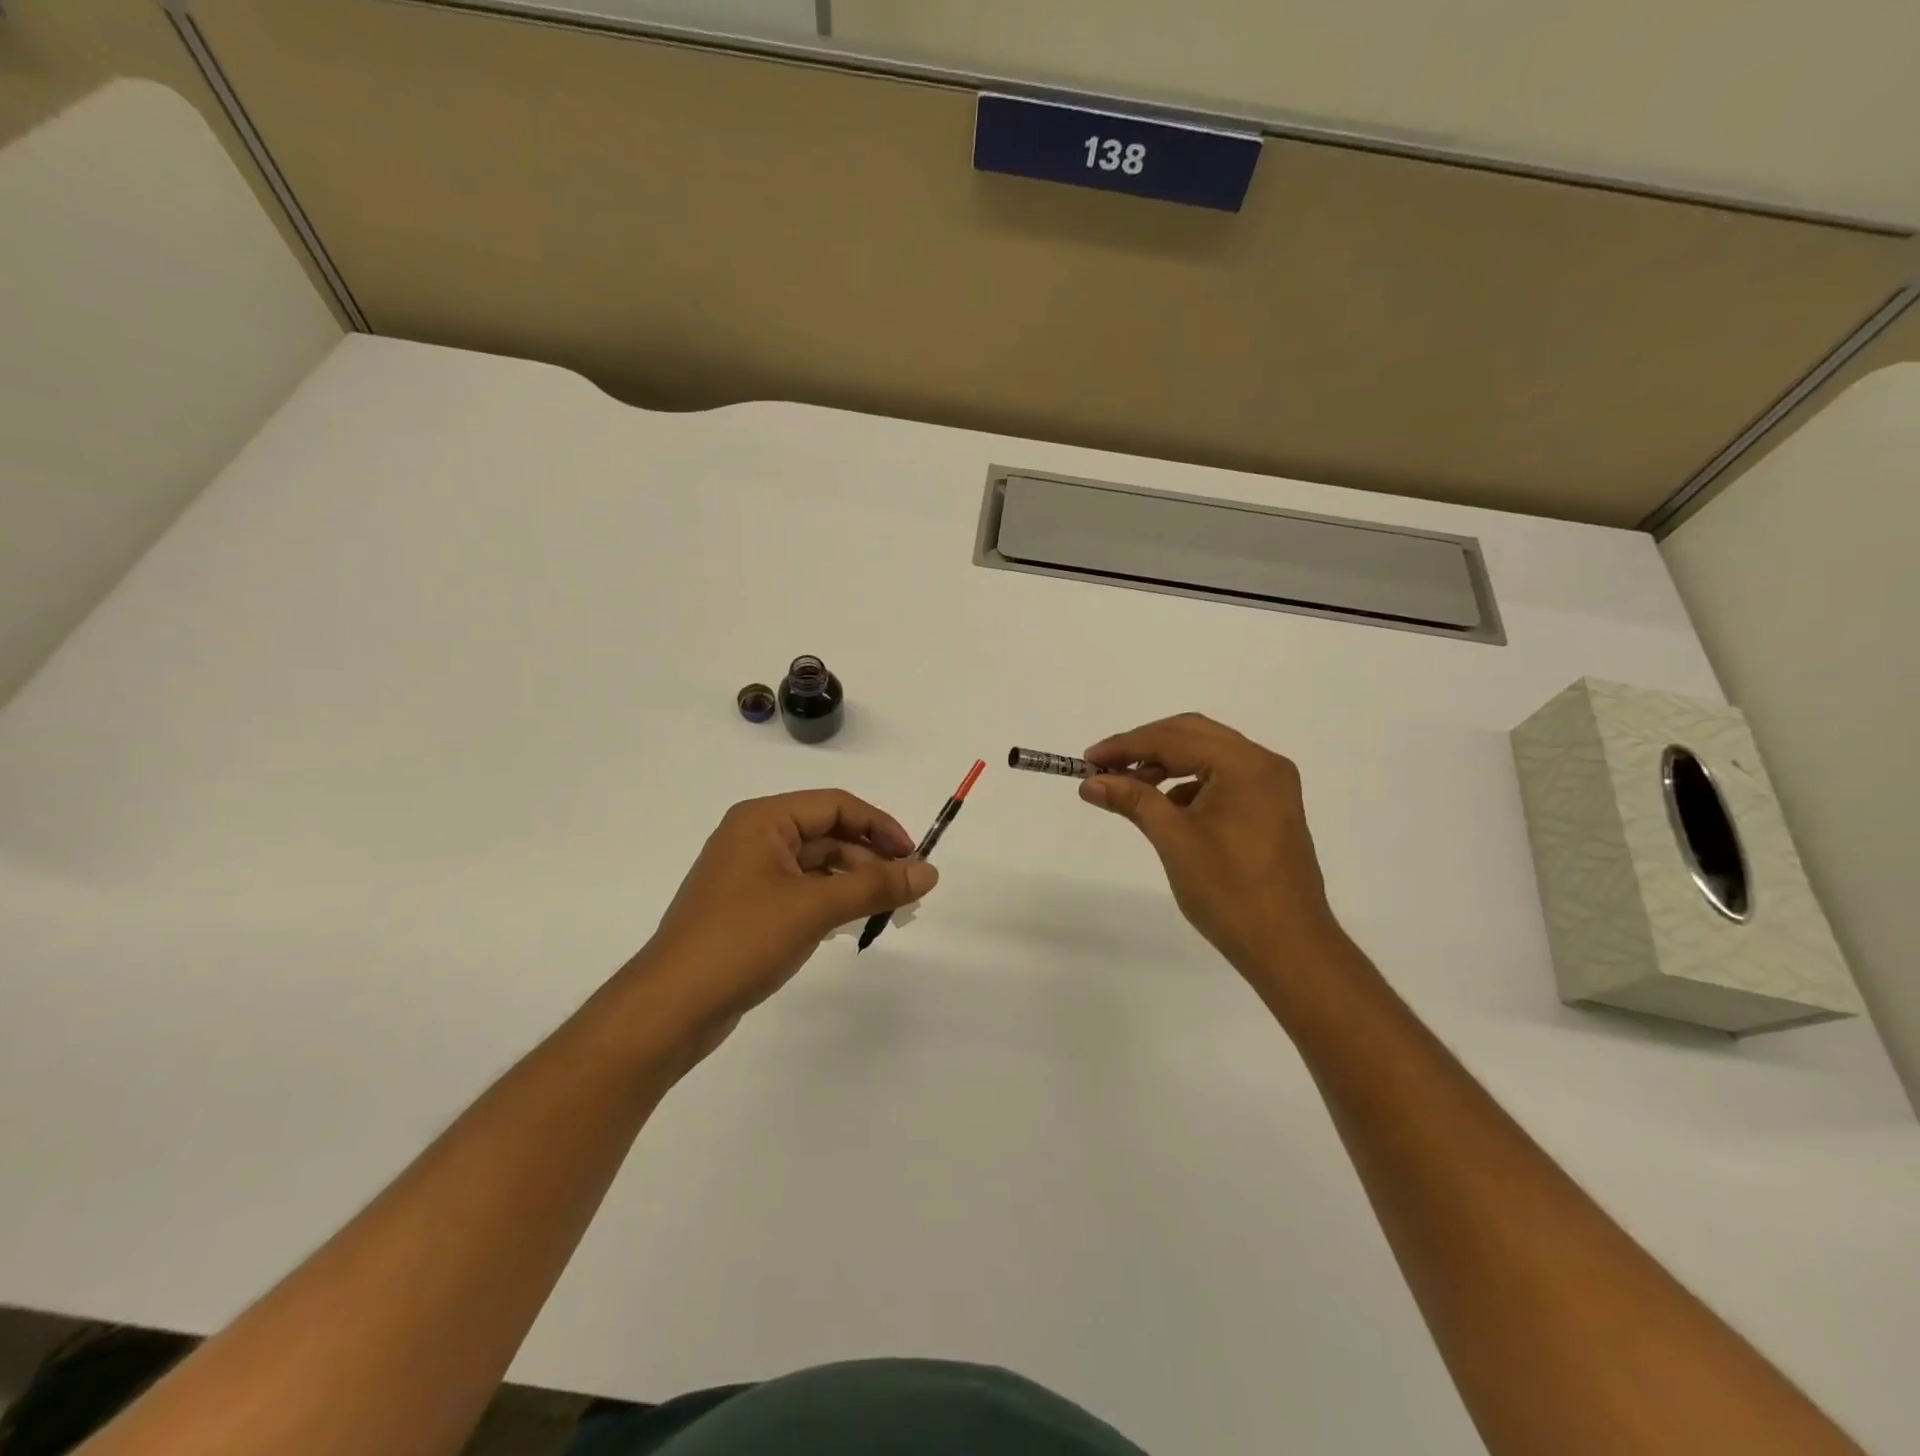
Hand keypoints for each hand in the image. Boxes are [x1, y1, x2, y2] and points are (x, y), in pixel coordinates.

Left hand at [626, 790, 937, 1052]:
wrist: (671, 1007)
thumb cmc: (742, 941)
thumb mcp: (815, 908)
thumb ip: (875, 886)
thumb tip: (929, 871)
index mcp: (763, 820)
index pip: (836, 805)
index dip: (880, 827)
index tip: (914, 858)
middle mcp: (754, 837)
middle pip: (827, 833)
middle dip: (869, 859)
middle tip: (905, 893)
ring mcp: (749, 874)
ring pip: (816, 865)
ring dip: (853, 882)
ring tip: (885, 911)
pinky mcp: (748, 908)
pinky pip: (801, 891)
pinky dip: (830, 901)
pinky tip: (851, 923)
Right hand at [1079, 714, 1349, 988]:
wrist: (1288, 947)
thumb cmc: (1229, 891)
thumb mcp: (1174, 840)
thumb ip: (1133, 800)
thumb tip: (1091, 782)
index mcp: (1245, 764)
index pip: (1175, 738)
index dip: (1126, 745)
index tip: (1088, 760)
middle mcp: (1263, 764)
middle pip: (1193, 735)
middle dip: (1145, 747)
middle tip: (1105, 767)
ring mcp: (1271, 786)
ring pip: (1207, 755)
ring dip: (1166, 764)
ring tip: (1128, 788)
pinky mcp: (1270, 807)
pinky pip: (1222, 778)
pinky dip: (1188, 784)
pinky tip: (1164, 807)